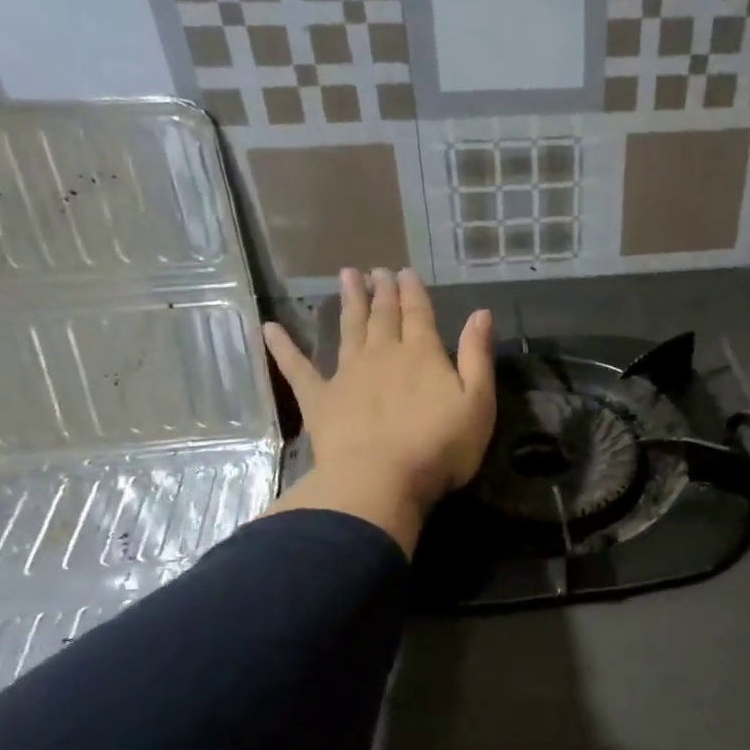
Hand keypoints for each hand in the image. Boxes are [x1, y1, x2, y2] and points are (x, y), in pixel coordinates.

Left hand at [262, 267, 494, 553]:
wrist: (381, 479)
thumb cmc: (439, 446)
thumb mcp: (477, 403)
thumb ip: (477, 357)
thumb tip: (480, 314)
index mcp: (422, 354)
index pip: (418, 314)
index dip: (413, 291)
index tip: (405, 272)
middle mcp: (382, 354)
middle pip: (382, 316)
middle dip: (381, 291)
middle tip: (376, 270)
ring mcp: (347, 374)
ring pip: (348, 329)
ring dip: (349, 302)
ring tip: (346, 277)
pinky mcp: (319, 399)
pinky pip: (297, 368)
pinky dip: (283, 347)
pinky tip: (269, 329)